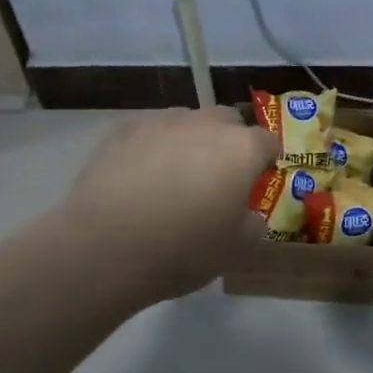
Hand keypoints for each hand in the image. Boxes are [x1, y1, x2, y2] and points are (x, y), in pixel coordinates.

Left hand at [57, 108, 279, 302]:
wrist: (105, 248)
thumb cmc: (183, 250)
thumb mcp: (236, 249)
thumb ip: (253, 223)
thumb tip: (247, 211)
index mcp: (241, 149)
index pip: (267, 142)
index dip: (265, 162)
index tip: (256, 183)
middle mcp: (205, 124)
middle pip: (228, 121)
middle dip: (229, 143)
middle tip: (217, 178)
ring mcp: (161, 122)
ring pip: (187, 123)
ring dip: (190, 142)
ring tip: (174, 177)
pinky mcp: (123, 130)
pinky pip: (150, 132)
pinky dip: (153, 148)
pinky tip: (140, 178)